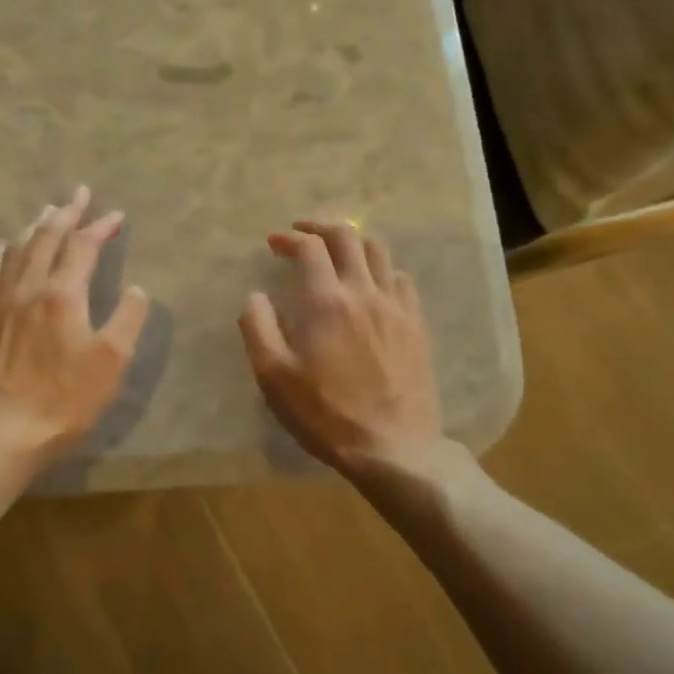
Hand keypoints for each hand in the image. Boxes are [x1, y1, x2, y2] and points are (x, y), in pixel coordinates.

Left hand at [0, 186, 150, 465]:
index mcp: (62, 293)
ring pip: (16, 249)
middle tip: (79, 194)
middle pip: (46, 237)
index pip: (83, 245)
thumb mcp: (112, 362)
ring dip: (35, 227)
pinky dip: (2, 252)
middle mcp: (27, 286)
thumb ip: (128, 317)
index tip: (116, 215)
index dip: (101, 227)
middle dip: (66, 212)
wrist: (2, 432)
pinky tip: (4, 249)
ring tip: (47, 214)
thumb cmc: (65, 400)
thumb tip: (136, 288)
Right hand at [239, 221, 446, 476]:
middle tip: (303, 232)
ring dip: (353, 242)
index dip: (289, 238)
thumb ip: (258, 328)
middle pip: (348, 237)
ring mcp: (396, 307)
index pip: (310, 248)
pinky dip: (381, 268)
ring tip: (337, 251)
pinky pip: (401, 279)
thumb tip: (256, 296)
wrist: (393, 447)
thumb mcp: (273, 376)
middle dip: (321, 227)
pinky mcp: (417, 325)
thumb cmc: (325, 414)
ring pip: (379, 252)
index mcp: (327, 302)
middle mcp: (364, 292)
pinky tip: (372, 283)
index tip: (274, 243)